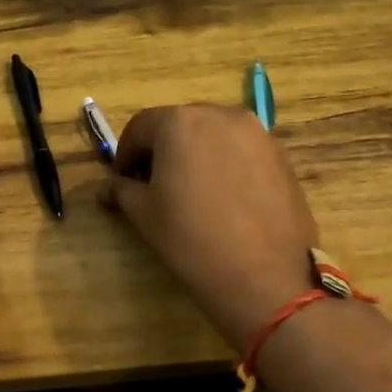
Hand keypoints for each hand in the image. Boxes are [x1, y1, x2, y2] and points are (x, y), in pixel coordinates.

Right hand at [105, 105, 318, 349]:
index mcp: (179, 122)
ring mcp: (257, 133)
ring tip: (190, 192)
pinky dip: (225, 164)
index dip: (125, 154)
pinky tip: (223, 198)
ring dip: (195, 154)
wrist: (264, 277)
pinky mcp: (281, 156)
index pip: (140, 127)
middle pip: (179, 125)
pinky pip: (241, 150)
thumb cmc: (191, 239)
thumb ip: (122, 190)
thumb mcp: (143, 214)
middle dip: (161, 150)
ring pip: (213, 135)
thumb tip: (109, 186)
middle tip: (152, 185)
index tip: (121, 181)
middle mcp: (220, 115)